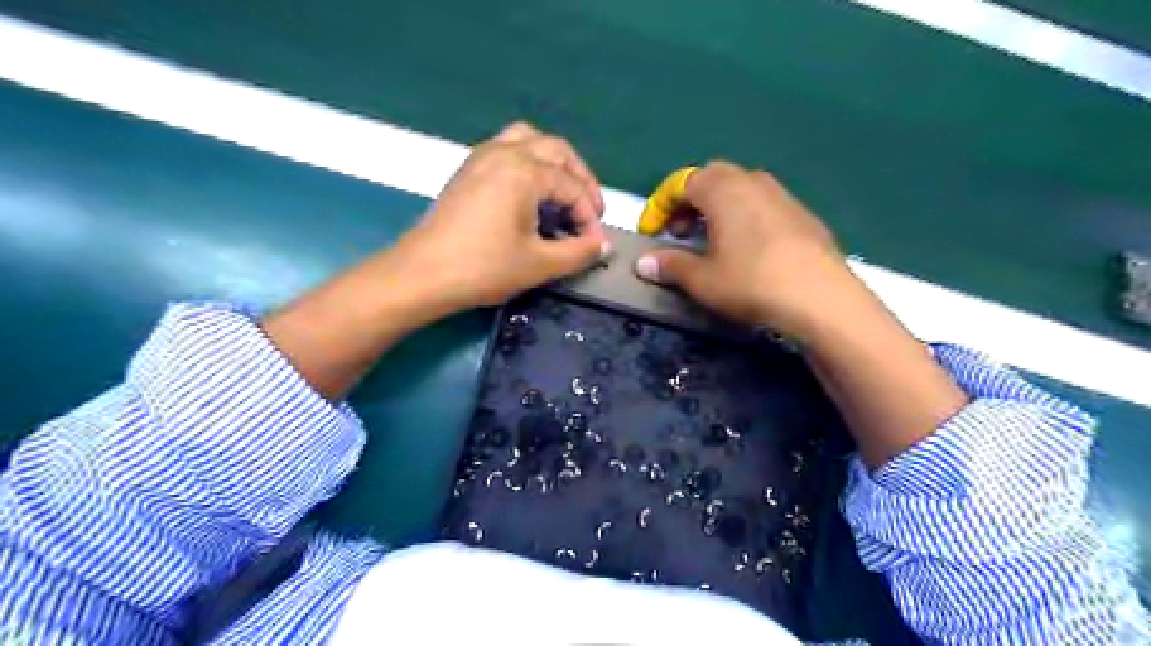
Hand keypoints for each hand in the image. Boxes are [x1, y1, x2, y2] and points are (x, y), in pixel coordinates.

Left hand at [389, 121, 610, 313]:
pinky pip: (508, 150)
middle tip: (590, 212)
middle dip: (580, 180)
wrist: (422, 275)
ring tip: (563, 193)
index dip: (590, 216)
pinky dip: (529, 164)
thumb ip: (578, 252)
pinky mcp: (467, 170)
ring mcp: (481, 157)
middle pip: (556, 150)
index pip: (572, 187)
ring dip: (554, 163)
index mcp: (524, 170)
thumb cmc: (483, 268)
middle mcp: (504, 151)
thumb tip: (601, 246)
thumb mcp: (539, 264)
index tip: (594, 244)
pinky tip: (531, 194)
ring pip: (530, 141)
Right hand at [634, 159, 858, 336]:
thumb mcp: (702, 279)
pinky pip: (762, 205)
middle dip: (689, 202)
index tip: (650, 233)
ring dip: (717, 209)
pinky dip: (743, 218)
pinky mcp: (803, 214)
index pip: (681, 183)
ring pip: (739, 190)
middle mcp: (752, 181)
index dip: (660, 206)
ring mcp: (782, 195)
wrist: (821, 297)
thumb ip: (670, 265)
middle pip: (711, 179)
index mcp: (722, 189)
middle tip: (680, 233)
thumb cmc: (750, 282)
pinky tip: (746, 249)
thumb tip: (643, 262)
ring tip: (710, 241)